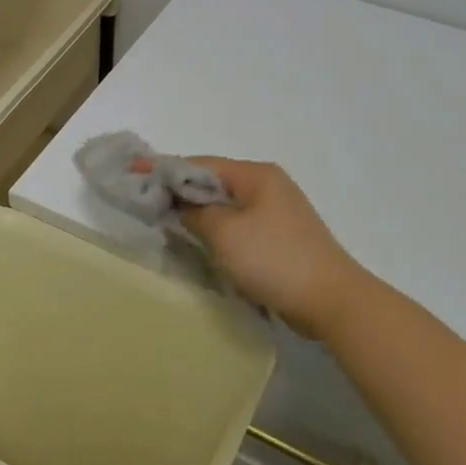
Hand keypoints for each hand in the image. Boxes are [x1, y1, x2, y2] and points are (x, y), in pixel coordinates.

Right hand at [165, 157, 369, 336]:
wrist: (331, 301)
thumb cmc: (274, 259)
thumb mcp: (225, 233)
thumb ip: (195, 212)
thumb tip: (180, 203)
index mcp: (256, 175)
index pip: (200, 164)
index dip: (165, 169)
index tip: (133, 172)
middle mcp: (268, 185)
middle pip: (213, 181)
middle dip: (179, 189)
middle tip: (145, 198)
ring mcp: (276, 211)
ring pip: (225, 204)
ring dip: (197, 211)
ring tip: (165, 218)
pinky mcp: (279, 237)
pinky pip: (238, 224)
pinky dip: (216, 228)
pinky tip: (199, 239)